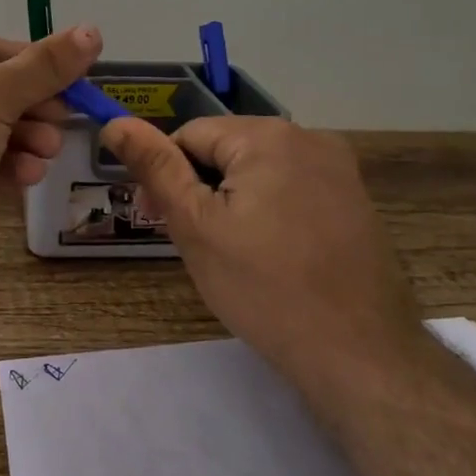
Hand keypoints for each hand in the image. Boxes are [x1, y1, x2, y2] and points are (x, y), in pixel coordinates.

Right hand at [101, 116, 425, 413]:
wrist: (359, 353)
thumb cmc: (264, 287)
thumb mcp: (195, 225)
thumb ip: (155, 167)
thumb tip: (116, 122)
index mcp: (268, 135)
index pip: (190, 135)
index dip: (166, 175)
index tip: (158, 221)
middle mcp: (310, 137)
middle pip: (227, 149)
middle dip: (200, 189)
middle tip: (194, 243)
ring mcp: (340, 169)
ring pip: (258, 171)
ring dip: (233, 201)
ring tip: (232, 255)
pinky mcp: (355, 200)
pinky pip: (292, 189)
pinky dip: (269, 212)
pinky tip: (270, 256)